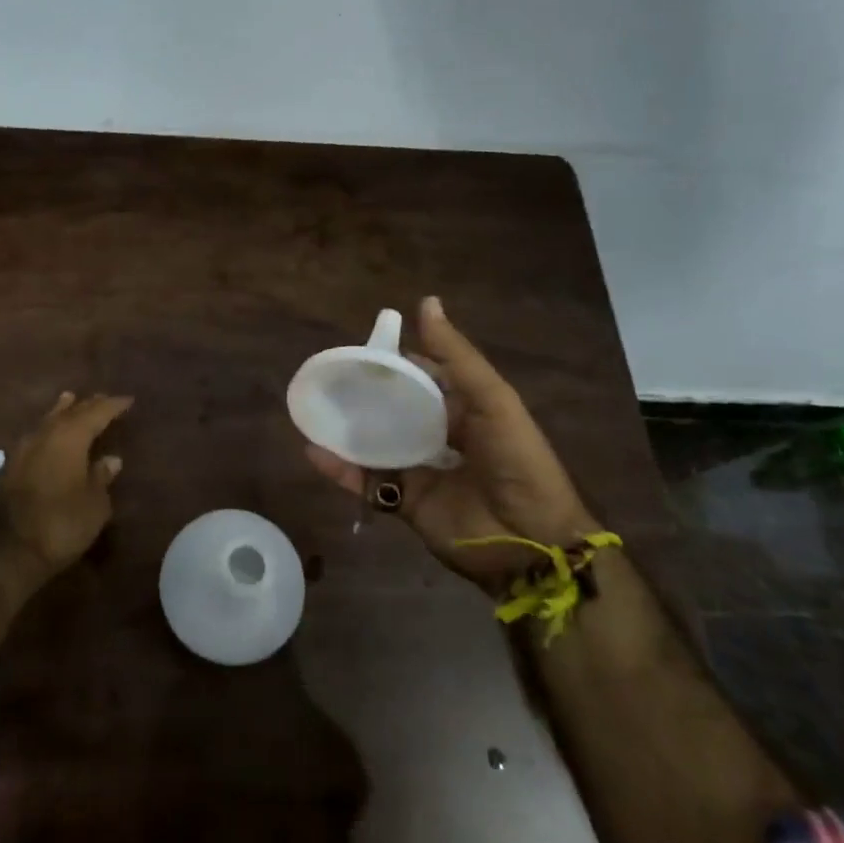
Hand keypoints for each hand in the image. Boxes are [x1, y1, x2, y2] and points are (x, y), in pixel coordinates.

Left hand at [0, 391, 132, 577]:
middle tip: (104, 400)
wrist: (6, 553)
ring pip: (47, 420)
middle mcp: (45, 434)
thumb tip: (111, 460)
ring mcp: (23, 449)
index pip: (97, 412)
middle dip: (89, 405)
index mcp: (70, 437)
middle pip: (70, 412)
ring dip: (63, 412)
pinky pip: (36, 436)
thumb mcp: (95, 505)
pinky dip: (49, 430)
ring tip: (72, 401)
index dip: (113, 405)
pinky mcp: (9, 467)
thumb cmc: (61, 525)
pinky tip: (51, 435)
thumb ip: (102, 477)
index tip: (129, 400)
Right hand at [305, 297, 599, 592]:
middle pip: (396, 408)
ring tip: (313, 406)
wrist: (530, 541)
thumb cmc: (516, 460)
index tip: (363, 346)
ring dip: (348, 427)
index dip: (397, 360)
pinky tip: (313, 451)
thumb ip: (456, 356)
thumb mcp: (492, 399)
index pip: (425, 376)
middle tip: (330, 374)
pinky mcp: (405, 502)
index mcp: (465, 408)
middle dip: (367, 393)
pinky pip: (366, 481)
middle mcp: (440, 436)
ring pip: (376, 442)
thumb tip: (425, 302)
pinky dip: (339, 468)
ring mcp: (421, 470)